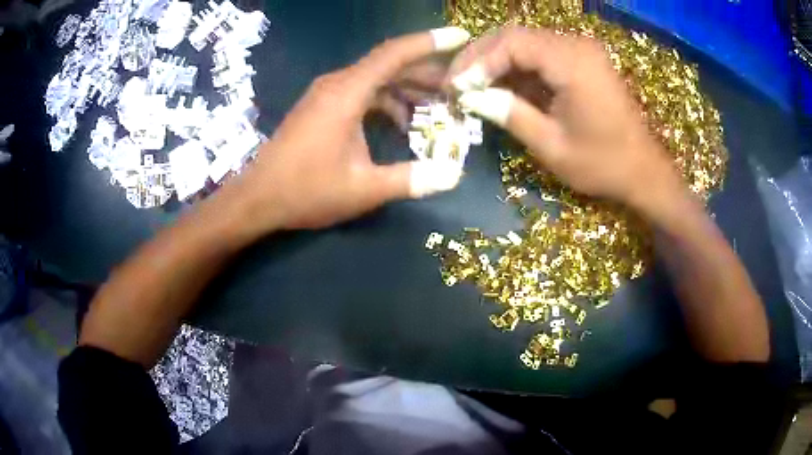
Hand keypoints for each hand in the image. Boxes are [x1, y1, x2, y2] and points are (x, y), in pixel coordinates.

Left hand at [231, 27, 470, 232]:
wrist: (258, 198)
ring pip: (376, 78)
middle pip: (389, 64)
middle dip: (426, 71)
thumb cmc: (306, 191)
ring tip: (439, 102)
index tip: (460, 37)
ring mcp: (327, 94)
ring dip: (407, 87)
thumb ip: (410, 179)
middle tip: (459, 83)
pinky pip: (362, 92)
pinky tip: (402, 122)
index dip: (429, 42)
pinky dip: (387, 100)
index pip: (394, 54)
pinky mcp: (322, 106)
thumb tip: (454, 175)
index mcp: (347, 93)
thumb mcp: (363, 189)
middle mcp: (337, 84)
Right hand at [448, 26, 683, 213]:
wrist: (644, 170)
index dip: (478, 61)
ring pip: (526, 42)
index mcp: (573, 63)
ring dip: (497, 61)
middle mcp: (577, 45)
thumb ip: (510, 114)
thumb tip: (471, 97)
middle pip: (516, 35)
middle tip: (457, 82)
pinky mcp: (583, 60)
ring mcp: (582, 50)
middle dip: (482, 57)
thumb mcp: (552, 146)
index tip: (457, 86)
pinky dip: (518, 67)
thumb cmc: (603, 164)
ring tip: (473, 85)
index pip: (511, 42)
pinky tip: (502, 85)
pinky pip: (542, 53)